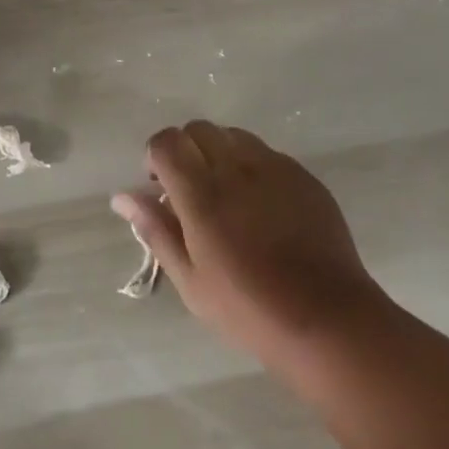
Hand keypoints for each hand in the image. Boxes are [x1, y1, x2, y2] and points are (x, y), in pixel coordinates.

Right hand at [113, 122, 385, 365]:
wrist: (327, 319)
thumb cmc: (249, 309)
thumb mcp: (191, 280)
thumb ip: (155, 230)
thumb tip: (122, 196)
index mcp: (202, 193)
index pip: (166, 142)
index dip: (156, 156)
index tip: (160, 186)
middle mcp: (235, 167)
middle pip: (198, 129)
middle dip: (186, 150)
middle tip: (191, 190)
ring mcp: (273, 167)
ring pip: (233, 136)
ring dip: (219, 153)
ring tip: (227, 194)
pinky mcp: (302, 175)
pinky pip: (267, 154)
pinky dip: (253, 167)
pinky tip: (263, 207)